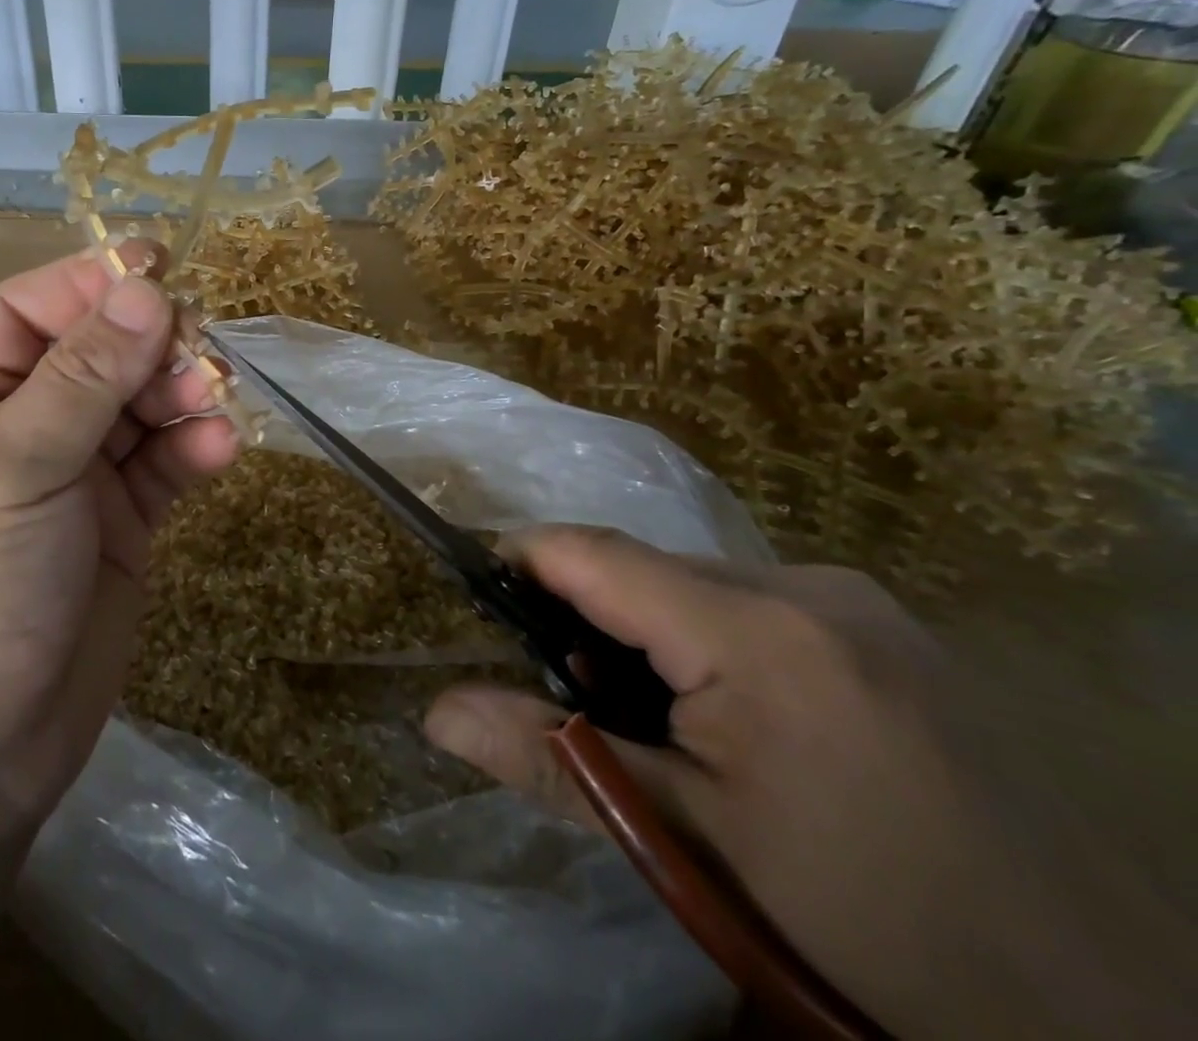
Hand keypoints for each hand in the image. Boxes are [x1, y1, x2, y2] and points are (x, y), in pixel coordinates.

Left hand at [0, 245, 240, 833]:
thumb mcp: (14, 467)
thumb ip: (84, 377)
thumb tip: (145, 289)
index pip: (28, 312)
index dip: (88, 282)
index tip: (157, 264)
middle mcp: (19, 430)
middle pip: (95, 355)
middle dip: (147, 343)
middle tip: (198, 345)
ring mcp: (72, 480)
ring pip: (137, 409)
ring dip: (179, 395)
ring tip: (214, 398)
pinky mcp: (118, 527)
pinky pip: (162, 468)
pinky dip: (192, 453)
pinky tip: (221, 452)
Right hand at [424, 529, 1197, 1040]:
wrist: (1110, 1021)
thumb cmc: (870, 927)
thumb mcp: (693, 846)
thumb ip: (556, 759)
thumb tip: (436, 711)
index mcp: (756, 628)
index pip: (594, 552)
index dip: (520, 559)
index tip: (473, 591)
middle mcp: (808, 585)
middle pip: (646, 569)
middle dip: (589, 619)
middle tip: (573, 700)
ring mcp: (860, 603)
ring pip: (699, 587)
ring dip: (650, 635)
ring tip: (654, 724)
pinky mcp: (890, 630)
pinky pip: (756, 607)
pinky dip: (710, 643)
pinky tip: (732, 723)